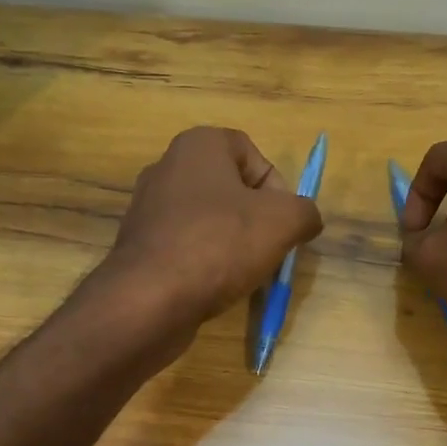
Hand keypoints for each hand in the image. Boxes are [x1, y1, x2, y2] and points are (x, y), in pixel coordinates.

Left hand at [100, 126, 322, 331]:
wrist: (150, 299)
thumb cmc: (220, 244)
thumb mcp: (283, 222)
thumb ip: (305, 212)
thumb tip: (306, 219)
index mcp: (198, 146)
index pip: (251, 153)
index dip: (276, 186)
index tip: (281, 221)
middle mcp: (167, 168)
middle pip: (230, 188)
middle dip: (256, 219)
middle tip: (268, 249)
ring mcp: (148, 208)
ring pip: (209, 220)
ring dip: (233, 243)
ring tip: (244, 273)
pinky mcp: (140, 246)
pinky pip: (186, 246)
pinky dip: (206, 263)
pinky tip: (214, 287)